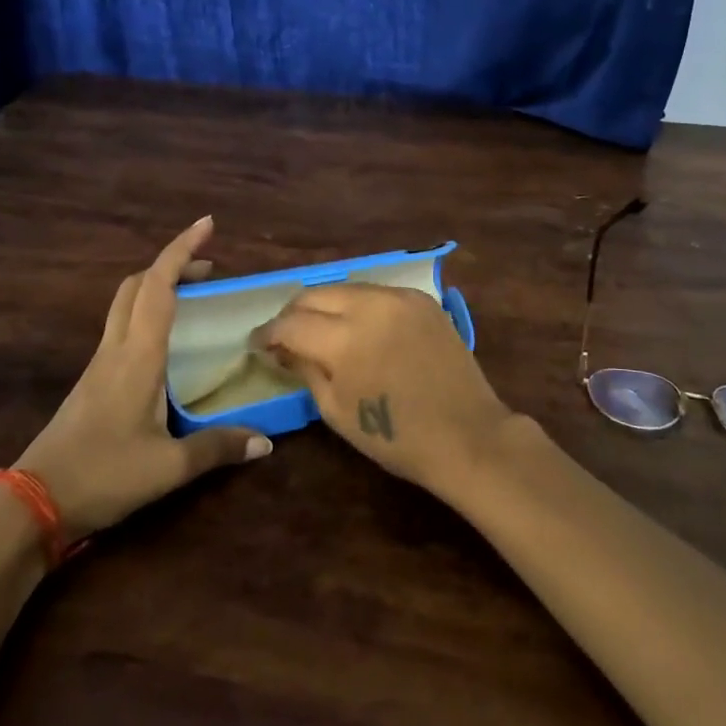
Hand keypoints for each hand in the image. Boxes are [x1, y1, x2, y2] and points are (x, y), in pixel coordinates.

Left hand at [16, 217, 271, 538]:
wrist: (34, 502)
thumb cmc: (103, 475)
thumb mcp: (169, 467)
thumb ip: (218, 448)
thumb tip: (267, 442)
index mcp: (138, 356)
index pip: (159, 286)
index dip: (182, 250)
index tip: (206, 225)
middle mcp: (117, 349)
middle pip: (138, 285)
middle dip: (172, 264)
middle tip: (209, 269)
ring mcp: (100, 364)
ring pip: (126, 303)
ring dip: (158, 287)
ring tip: (195, 297)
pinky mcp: (93, 381)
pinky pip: (123, 327)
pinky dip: (148, 313)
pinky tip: (168, 342)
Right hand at [250, 283, 512, 498]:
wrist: (468, 435)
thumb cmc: (396, 437)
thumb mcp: (336, 410)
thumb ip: (304, 369)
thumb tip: (280, 349)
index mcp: (344, 339)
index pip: (290, 323)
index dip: (267, 333)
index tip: (257, 345)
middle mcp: (369, 305)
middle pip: (314, 294)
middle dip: (293, 314)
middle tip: (285, 336)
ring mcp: (399, 297)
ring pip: (344, 288)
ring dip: (324, 306)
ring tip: (319, 329)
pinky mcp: (421, 298)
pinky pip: (375, 293)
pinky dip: (357, 306)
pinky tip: (357, 327)